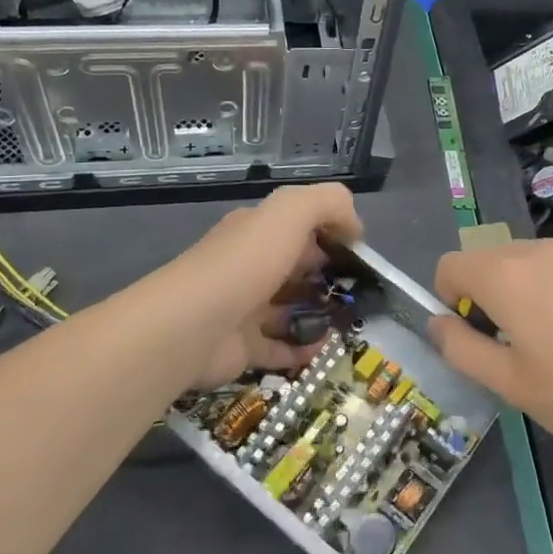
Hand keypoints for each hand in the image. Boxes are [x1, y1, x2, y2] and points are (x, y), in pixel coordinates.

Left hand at [172, 183, 363, 388]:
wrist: (191, 327)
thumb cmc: (246, 264)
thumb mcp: (291, 212)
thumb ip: (328, 204)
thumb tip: (354, 226)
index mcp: (255, 231)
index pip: (298, 226)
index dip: (331, 234)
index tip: (360, 253)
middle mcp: (247, 266)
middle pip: (294, 268)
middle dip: (327, 276)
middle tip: (361, 291)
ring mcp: (242, 309)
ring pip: (287, 309)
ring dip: (317, 314)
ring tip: (349, 321)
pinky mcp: (240, 348)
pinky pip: (278, 348)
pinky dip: (301, 349)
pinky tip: (324, 349)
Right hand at [427, 238, 552, 452]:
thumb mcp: (506, 382)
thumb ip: (460, 347)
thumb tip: (438, 322)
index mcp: (504, 274)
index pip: (450, 265)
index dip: (447, 299)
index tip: (471, 334)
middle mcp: (537, 252)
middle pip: (487, 261)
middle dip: (483, 295)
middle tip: (508, 345)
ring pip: (524, 265)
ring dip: (519, 293)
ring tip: (547, 344)